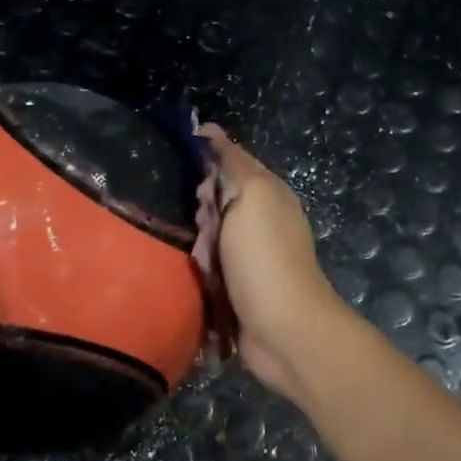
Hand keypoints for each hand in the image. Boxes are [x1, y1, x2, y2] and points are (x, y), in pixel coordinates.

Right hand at [197, 124, 348, 403]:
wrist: (282, 330)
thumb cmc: (265, 258)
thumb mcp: (251, 197)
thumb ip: (232, 164)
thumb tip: (210, 131)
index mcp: (269, 192)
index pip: (230, 159)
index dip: (204, 158)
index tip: (178, 163)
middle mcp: (261, 218)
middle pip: (214, 199)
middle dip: (199, 208)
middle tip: (202, 223)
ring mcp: (250, 254)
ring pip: (207, 234)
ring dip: (198, 244)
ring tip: (204, 258)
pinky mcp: (237, 284)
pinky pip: (207, 265)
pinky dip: (200, 270)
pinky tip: (198, 276)